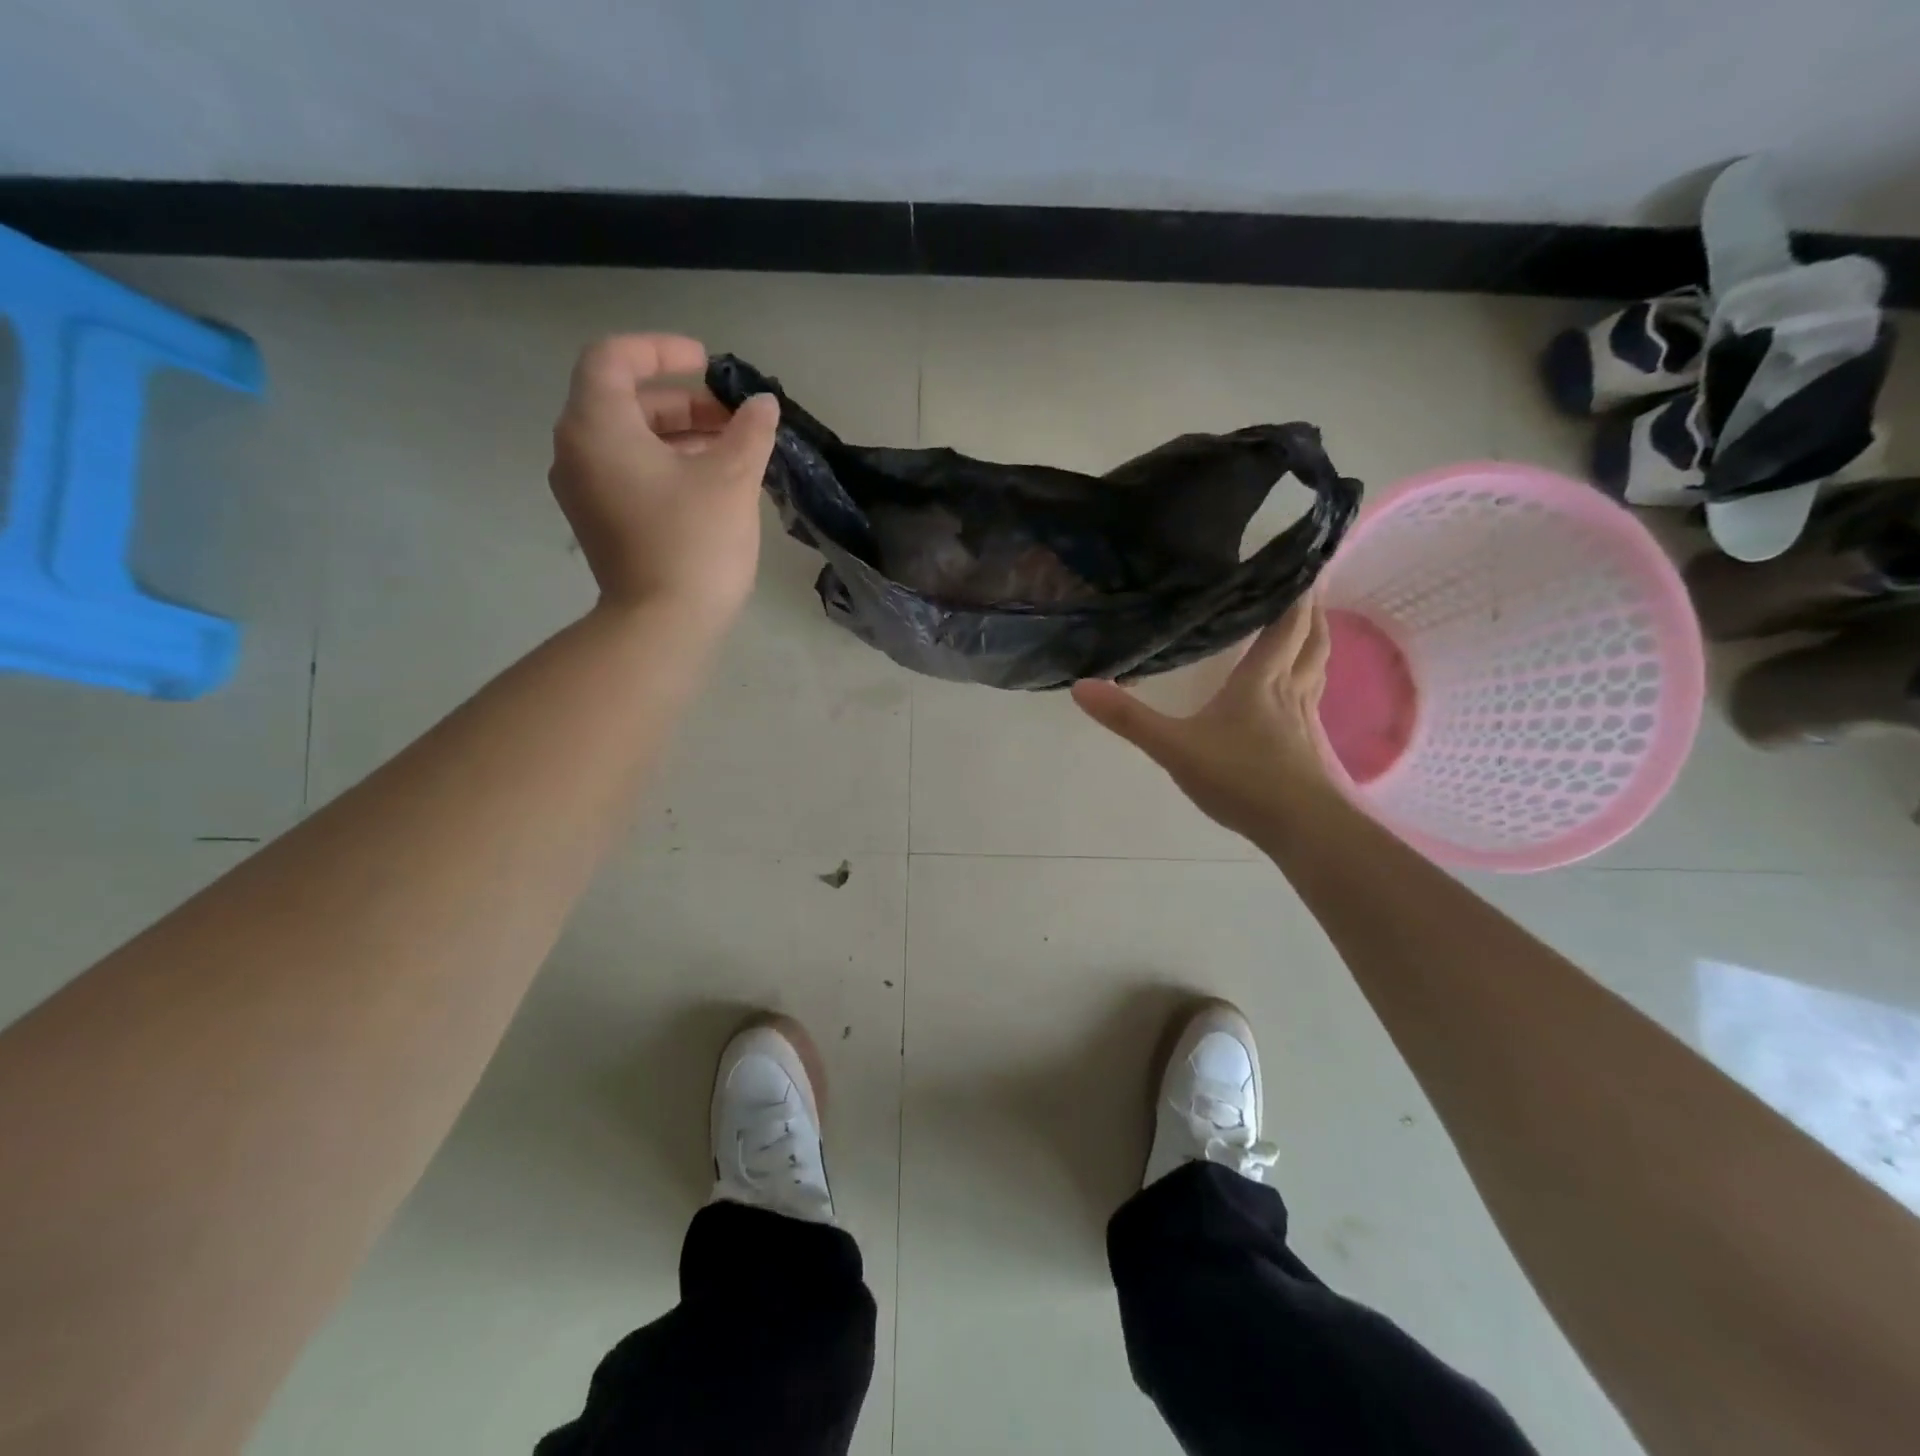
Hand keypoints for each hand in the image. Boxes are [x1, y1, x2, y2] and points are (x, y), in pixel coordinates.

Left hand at [549, 334, 779, 621]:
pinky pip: (629, 473)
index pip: (614, 358)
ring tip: (733, 450)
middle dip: (683, 401)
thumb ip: (750, 432)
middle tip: (734, 418)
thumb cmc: (694, 543)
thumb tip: (763, 405)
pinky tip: (712, 482)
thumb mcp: (732, 479)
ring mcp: (584, 491)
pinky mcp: (600, 522)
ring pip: (630, 440)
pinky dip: (666, 464)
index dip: (663, 351)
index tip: (709, 364)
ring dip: (680, 435)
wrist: (663, 626)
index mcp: (597, 427)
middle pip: (625, 401)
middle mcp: (577, 451)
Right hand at [1071, 597, 1340, 844]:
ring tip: (1306, 629)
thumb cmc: (1241, 778)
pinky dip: (1310, 680)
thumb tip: (1080, 686)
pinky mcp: (1310, 747)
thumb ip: (1129, 719)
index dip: (1294, 594)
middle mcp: (1291, 691)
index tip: (1299, 563)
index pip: (1284, 625)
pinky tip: (1295, 696)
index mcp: (1261, 681)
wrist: (1301, 827)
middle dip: (1310, 610)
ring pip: (1318, 668)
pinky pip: (1314, 698)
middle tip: (1306, 585)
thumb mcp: (1175, 748)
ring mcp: (1306, 720)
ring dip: (1315, 642)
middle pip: (1311, 640)